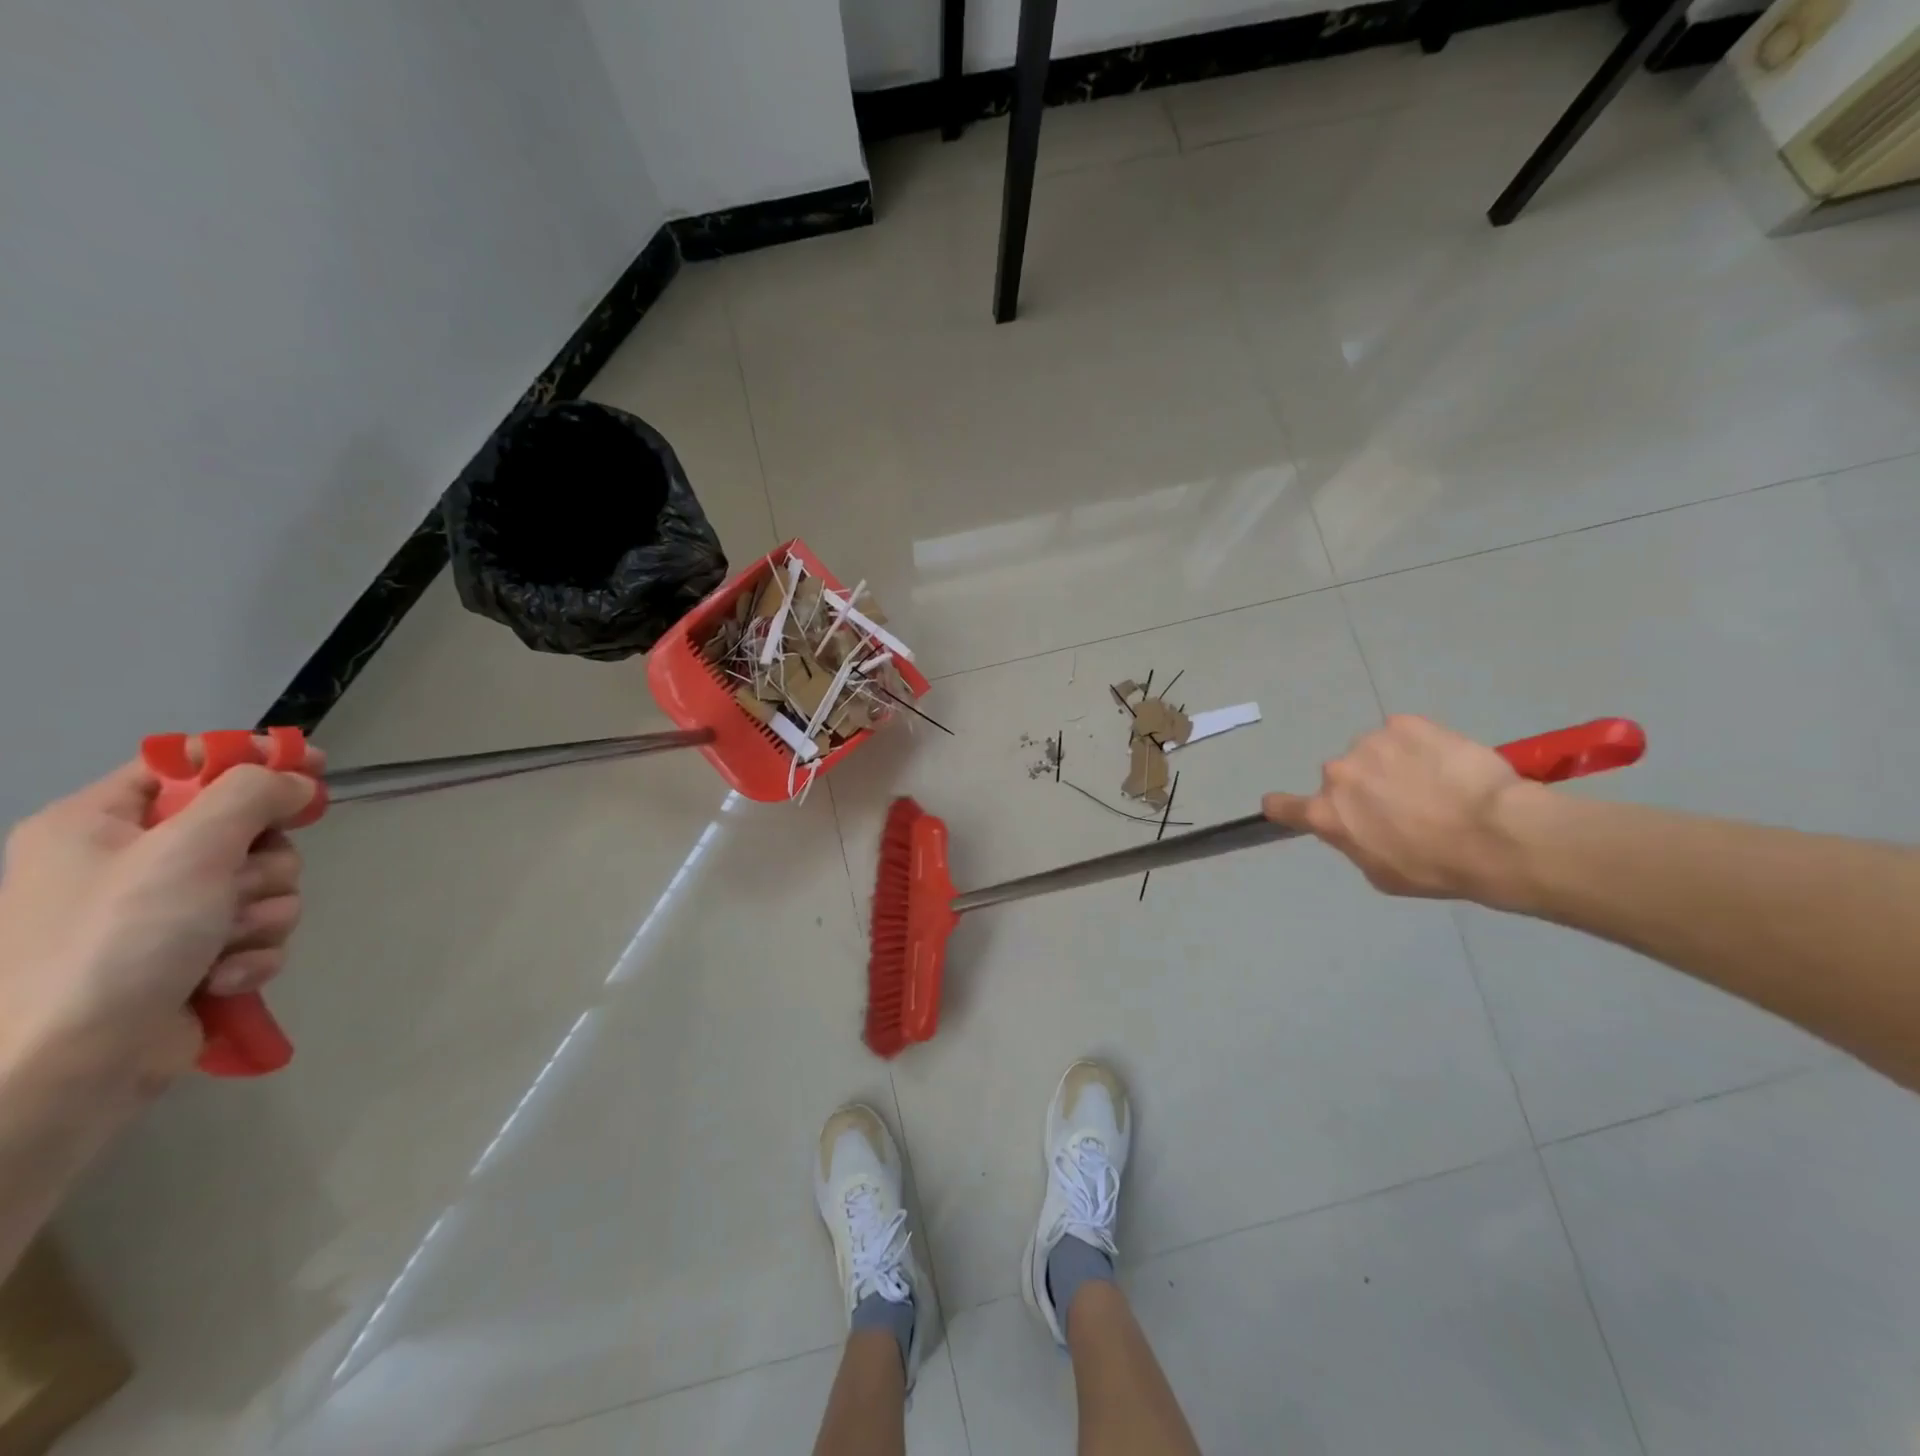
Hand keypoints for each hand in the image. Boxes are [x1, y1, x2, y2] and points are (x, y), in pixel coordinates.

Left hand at [0, 749, 319, 1100]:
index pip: (185, 766)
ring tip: (227, 945)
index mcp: (100, 825)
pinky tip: (223, 978)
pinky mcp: (192, 960)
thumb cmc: (117, 940)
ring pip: (263, 886)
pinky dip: (253, 954)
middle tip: (238, 888)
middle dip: (264, 865)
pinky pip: (257, 935)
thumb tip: (298, 781)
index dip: (251, 760)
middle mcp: (129, 864)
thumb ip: (251, 797)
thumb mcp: (188, 849)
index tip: (313, 767)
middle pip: (245, 831)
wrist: (70, 1068)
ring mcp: (162, 916)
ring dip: (263, 915)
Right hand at [1261, 715, 1538, 902]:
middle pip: (1341, 778)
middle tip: (1406, 805)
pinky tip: (1448, 764)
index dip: (1284, 806)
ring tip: (1437, 784)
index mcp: (1326, 814)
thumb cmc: (1436, 868)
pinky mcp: (1406, 724)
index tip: (1290, 807)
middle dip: (1364, 787)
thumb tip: (1360, 826)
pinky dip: (1420, 746)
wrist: (1497, 835)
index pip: (1281, 805)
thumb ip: (1355, 842)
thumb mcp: (1381, 874)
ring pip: (1374, 753)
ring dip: (1393, 764)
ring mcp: (1370, 744)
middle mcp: (1337, 773)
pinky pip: (1405, 733)